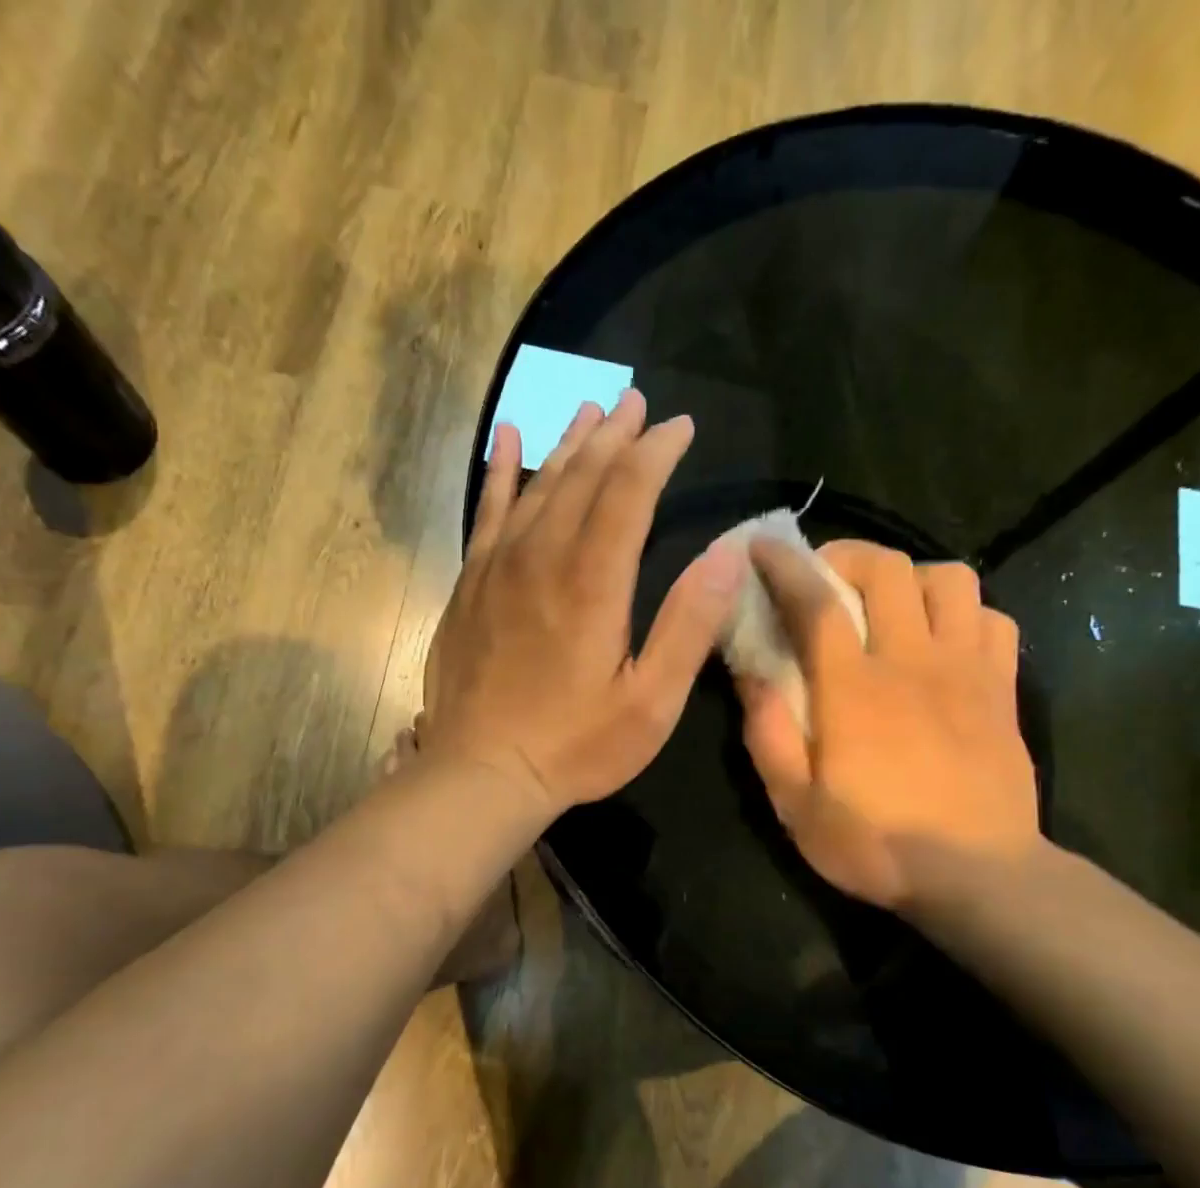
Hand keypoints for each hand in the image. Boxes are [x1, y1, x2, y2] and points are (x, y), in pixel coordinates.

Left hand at [420, 391, 746, 815]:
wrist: (482, 773)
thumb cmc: (575, 746)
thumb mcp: (650, 702)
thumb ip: (689, 625)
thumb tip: (729, 553)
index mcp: (593, 582)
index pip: (629, 492)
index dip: (656, 452)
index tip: (680, 426)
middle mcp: (542, 558)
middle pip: (582, 477)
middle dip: (615, 436)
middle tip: (638, 403)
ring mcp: (498, 568)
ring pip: (537, 486)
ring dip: (568, 445)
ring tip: (591, 411)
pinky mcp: (470, 585)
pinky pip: (486, 512)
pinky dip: (500, 472)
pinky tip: (508, 440)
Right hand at [738, 539, 1040, 910]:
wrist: (978, 877)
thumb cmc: (876, 845)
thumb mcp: (795, 805)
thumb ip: (768, 735)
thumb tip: (749, 675)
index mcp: (854, 689)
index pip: (816, 602)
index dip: (785, 565)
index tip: (762, 545)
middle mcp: (913, 662)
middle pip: (888, 568)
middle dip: (847, 556)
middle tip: (824, 579)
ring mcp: (968, 670)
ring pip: (951, 579)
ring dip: (911, 578)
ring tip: (888, 606)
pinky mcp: (1004, 689)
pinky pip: (993, 619)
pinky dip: (964, 613)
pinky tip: (943, 640)